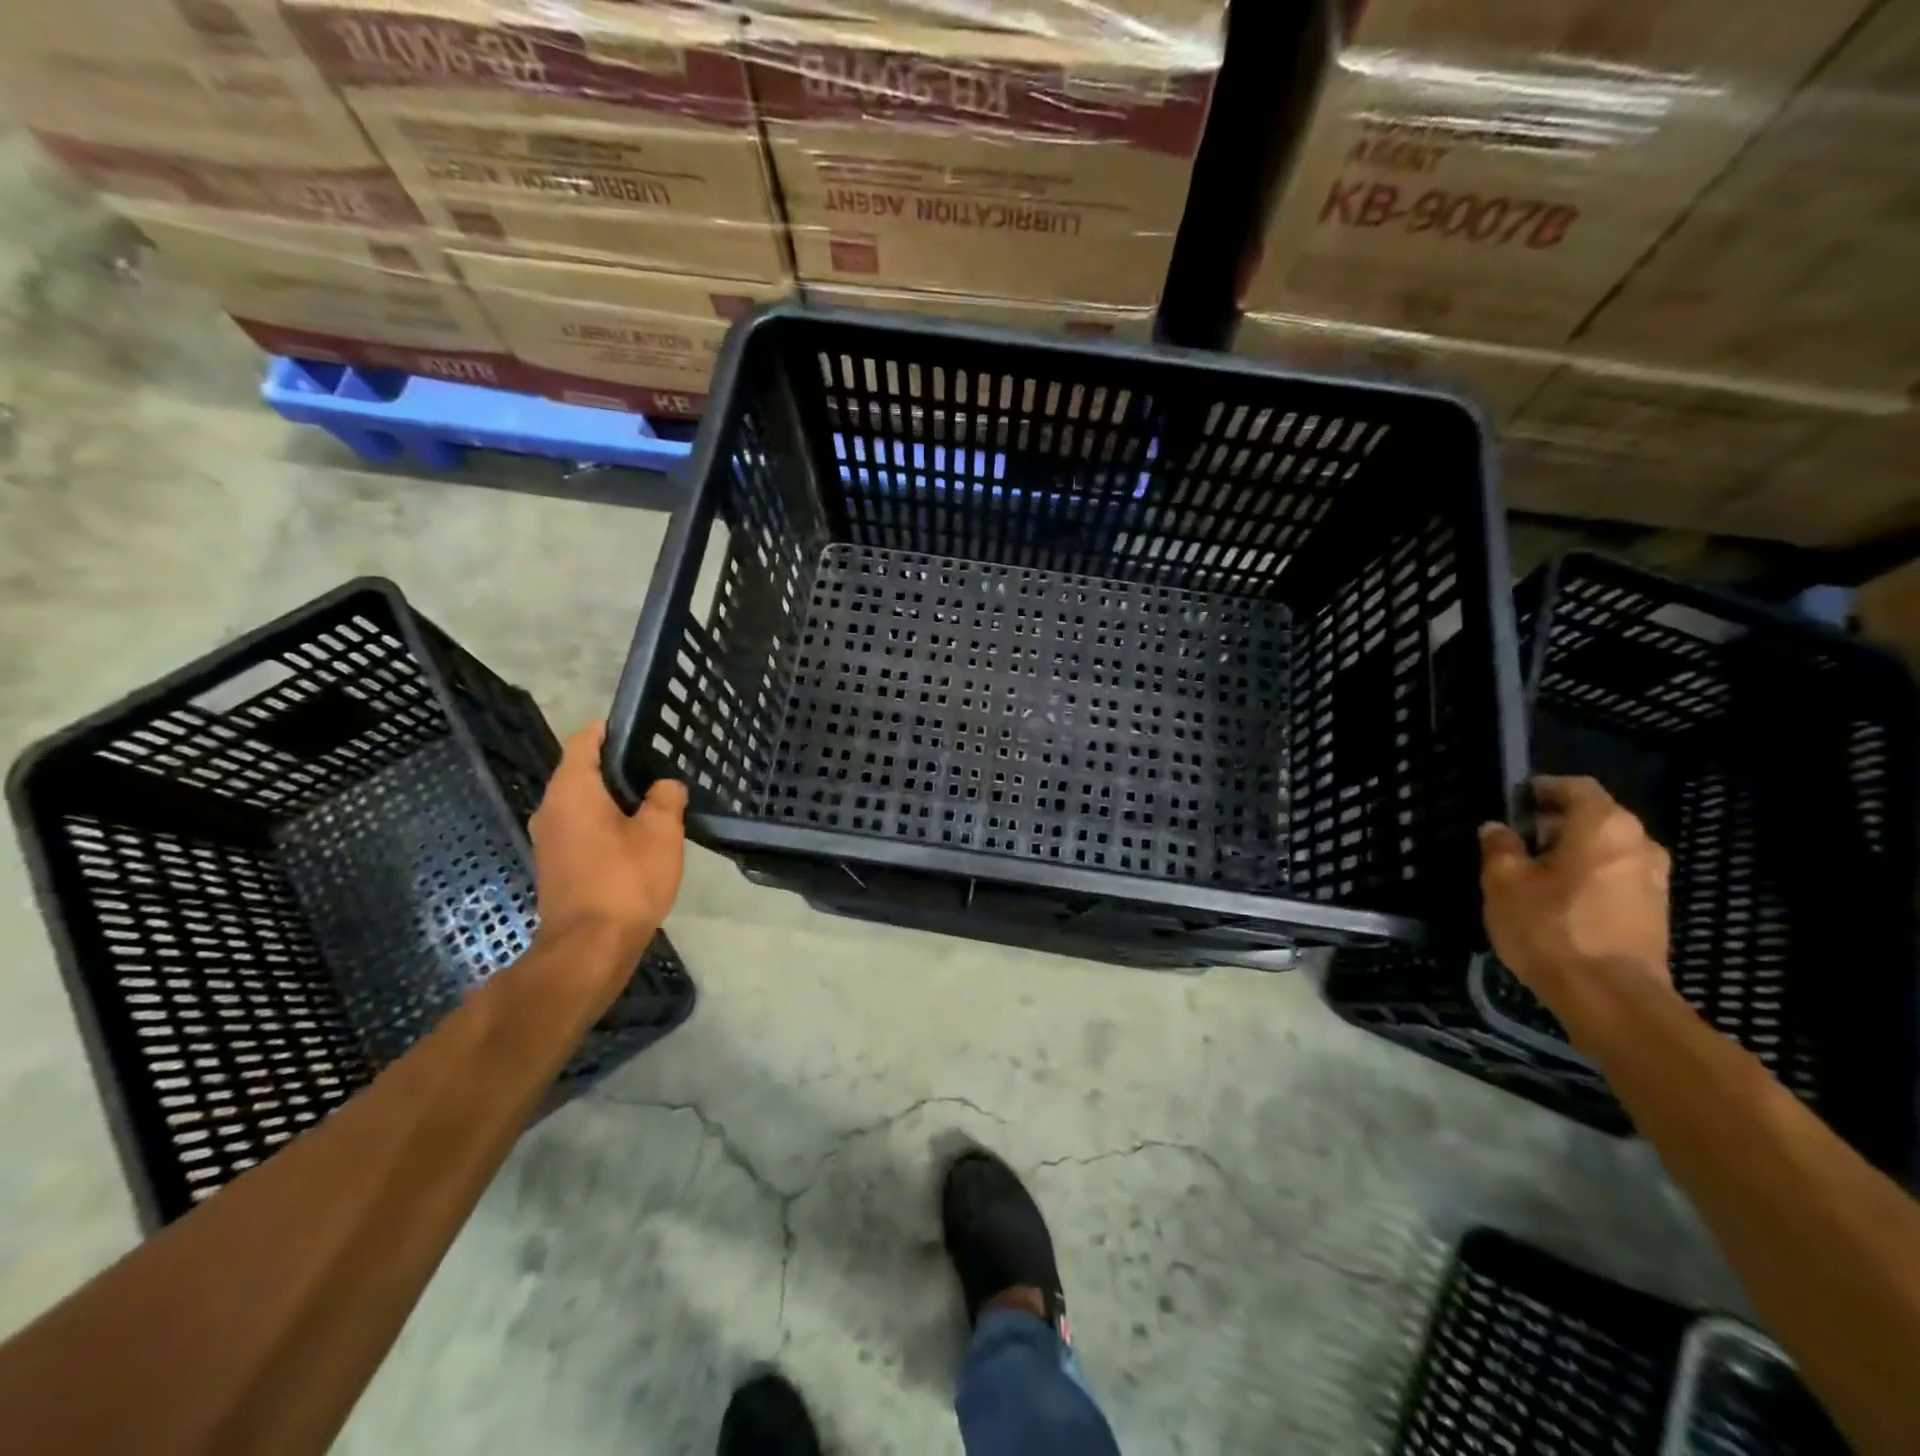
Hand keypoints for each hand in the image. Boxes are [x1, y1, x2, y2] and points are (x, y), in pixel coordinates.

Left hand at [528, 722, 685, 982]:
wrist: (589, 947)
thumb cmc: (625, 879)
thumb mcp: (660, 832)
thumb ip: (666, 798)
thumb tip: (664, 786)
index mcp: (571, 791)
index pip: (583, 742)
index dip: (608, 730)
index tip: (637, 727)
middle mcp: (551, 809)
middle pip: (581, 772)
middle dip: (616, 767)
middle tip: (657, 765)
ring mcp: (549, 840)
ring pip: (582, 804)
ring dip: (613, 799)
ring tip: (653, 800)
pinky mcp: (557, 866)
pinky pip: (582, 829)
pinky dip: (606, 824)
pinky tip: (637, 836)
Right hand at [1479, 775, 1671, 1007]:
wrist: (1610, 998)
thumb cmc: (1550, 927)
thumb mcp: (1503, 882)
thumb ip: (1499, 848)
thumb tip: (1497, 829)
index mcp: (1603, 826)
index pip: (1576, 787)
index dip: (1543, 788)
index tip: (1514, 801)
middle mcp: (1639, 844)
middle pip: (1595, 817)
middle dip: (1555, 823)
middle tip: (1517, 839)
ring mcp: (1654, 880)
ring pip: (1607, 849)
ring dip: (1572, 852)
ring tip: (1534, 872)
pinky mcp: (1655, 911)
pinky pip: (1616, 876)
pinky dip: (1588, 876)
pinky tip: (1558, 899)